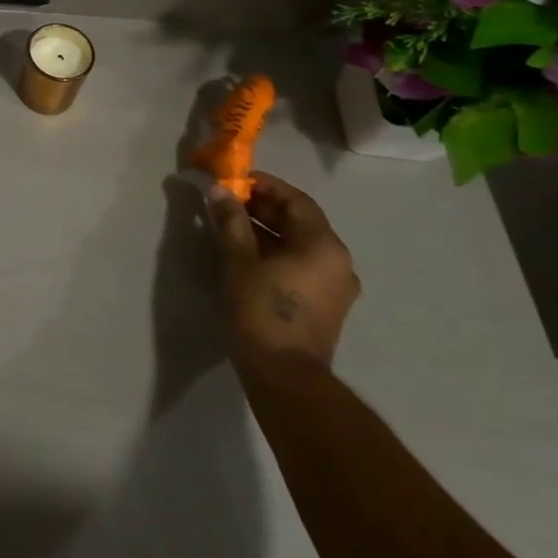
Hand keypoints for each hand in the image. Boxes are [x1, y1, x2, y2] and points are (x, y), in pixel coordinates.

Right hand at [203, 171, 359, 372]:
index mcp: (323, 245)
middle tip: (229, 202)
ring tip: (232, 227)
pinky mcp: (326, 307)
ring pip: (300, 245)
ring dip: (268, 232)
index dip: (267, 186)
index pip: (297, 201)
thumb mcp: (238, 260)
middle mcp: (338, 262)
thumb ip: (230, 221)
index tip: (238, 180)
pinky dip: (277, 253)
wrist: (284, 376)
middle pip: (301, 222)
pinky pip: (302, 266)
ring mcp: (335, 287)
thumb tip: (220, 190)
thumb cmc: (261, 310)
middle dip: (264, 209)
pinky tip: (248, 257)